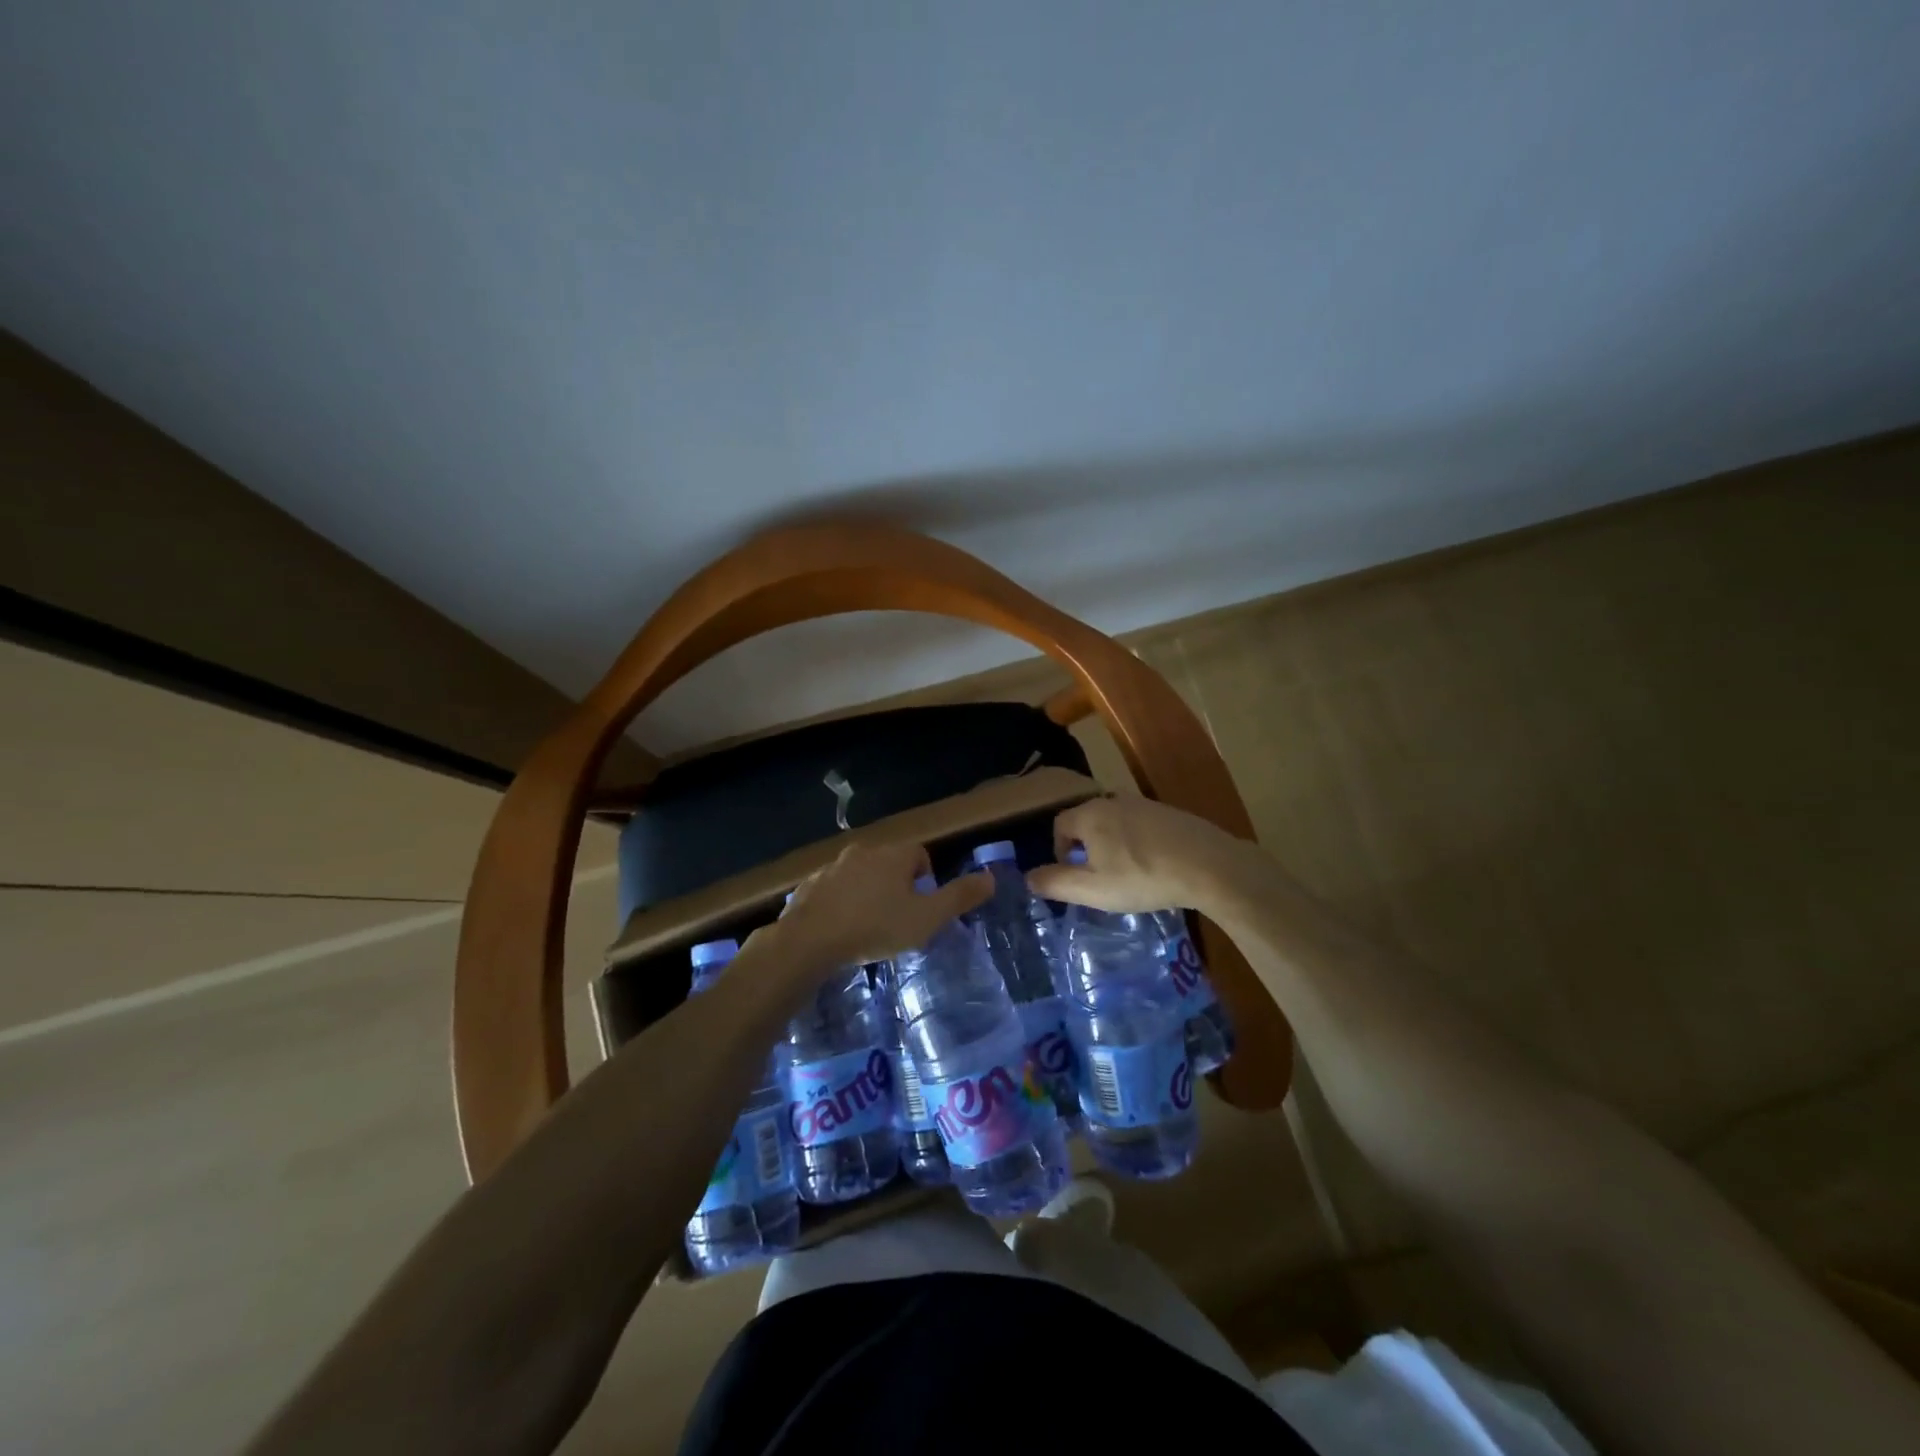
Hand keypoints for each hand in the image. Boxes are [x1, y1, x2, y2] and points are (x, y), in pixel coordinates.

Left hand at [761, 840, 991, 971]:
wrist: (810, 940)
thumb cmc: (876, 927)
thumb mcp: (927, 918)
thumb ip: (960, 897)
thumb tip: (991, 878)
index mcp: (895, 855)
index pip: (920, 855)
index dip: (927, 880)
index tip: (923, 908)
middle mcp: (864, 851)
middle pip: (889, 863)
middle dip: (896, 885)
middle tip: (898, 919)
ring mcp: (833, 866)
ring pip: (859, 875)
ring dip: (867, 892)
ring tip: (868, 926)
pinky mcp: (809, 884)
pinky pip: (833, 889)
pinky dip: (840, 903)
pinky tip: (839, 929)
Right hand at [1025, 794, 1248, 913]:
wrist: (1208, 866)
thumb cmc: (1142, 877)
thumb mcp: (1092, 889)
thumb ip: (1055, 883)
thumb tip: (1028, 877)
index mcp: (1090, 814)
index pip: (1059, 825)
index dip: (1060, 851)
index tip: (1074, 876)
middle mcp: (1113, 800)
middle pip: (1087, 821)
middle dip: (1087, 848)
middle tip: (1100, 878)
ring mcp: (1145, 804)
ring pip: (1115, 823)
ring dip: (1113, 846)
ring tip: (1127, 874)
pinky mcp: (1170, 812)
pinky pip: (1141, 826)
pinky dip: (1139, 843)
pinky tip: (1155, 866)